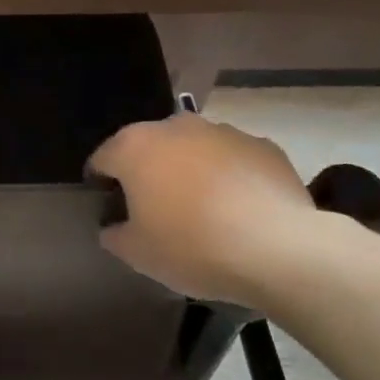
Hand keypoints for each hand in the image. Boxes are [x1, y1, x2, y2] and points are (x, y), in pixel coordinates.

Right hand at [89, 113, 320, 305]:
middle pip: (148, 148)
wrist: (279, 250)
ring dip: (189, 171)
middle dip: (147, 173)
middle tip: (155, 211)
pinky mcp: (263, 145)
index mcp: (133, 147)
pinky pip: (232, 160)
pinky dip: (229, 177)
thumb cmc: (191, 246)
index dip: (101, 185)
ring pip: (192, 149)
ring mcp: (222, 131)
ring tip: (202, 211)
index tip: (110, 211)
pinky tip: (239, 210)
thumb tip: (114, 226)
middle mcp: (174, 127)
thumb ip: (114, 234)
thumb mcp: (136, 253)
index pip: (101, 159)